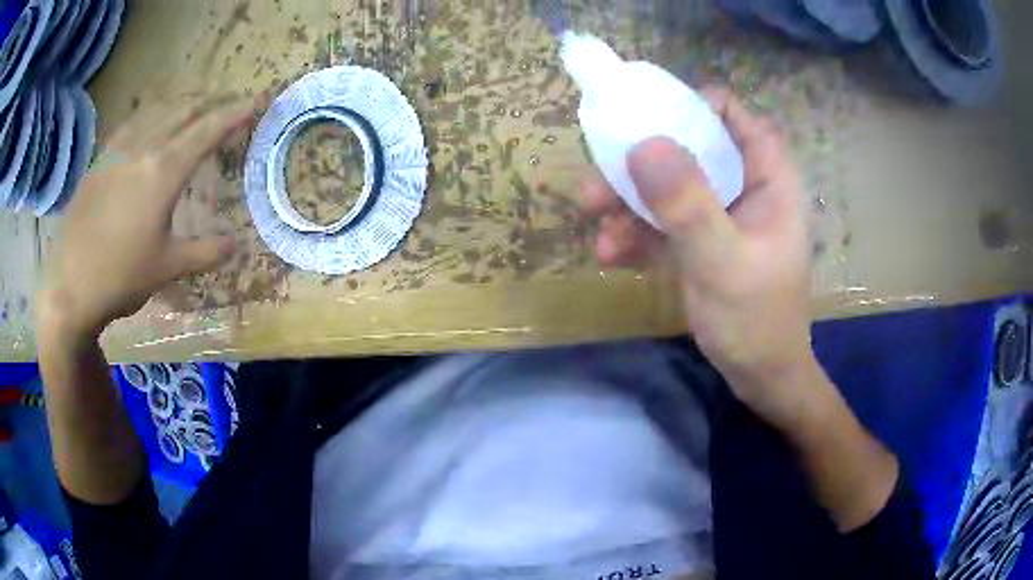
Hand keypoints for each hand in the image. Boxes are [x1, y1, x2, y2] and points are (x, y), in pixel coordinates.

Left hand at [39, 97, 258, 337]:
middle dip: (212, 101)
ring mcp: (118, 149)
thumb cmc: (121, 277)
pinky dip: (151, 113)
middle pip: (184, 110)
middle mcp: (143, 147)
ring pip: (158, 109)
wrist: (70, 285)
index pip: (208, 130)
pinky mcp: (100, 158)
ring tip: (196, 103)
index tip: (257, 101)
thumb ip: (205, 252)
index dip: (235, 114)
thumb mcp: (168, 269)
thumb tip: (236, 243)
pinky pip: (132, 121)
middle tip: (230, 100)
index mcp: (163, 171)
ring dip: (182, 102)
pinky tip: (152, 119)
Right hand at [578, 86, 814, 425]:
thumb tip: (643, 144)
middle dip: (644, 158)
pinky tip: (610, 252)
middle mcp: (743, 188)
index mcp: (768, 180)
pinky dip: (635, 232)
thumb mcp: (722, 262)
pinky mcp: (699, 241)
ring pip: (670, 185)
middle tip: (601, 170)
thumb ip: (688, 205)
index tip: (650, 112)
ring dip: (629, 199)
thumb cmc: (756, 321)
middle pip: (692, 147)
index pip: (737, 117)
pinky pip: (663, 221)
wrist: (759, 377)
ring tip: (593, 218)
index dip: (696, 104)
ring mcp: (719, 216)